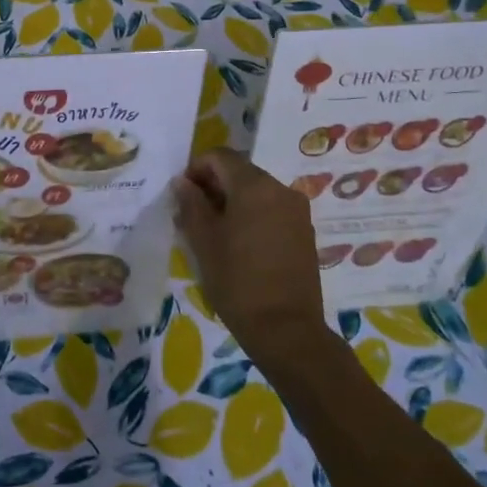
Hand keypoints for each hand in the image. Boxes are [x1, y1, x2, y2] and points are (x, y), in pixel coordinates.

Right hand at [174, 149, 328, 362]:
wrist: (286, 330)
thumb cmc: (237, 281)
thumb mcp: (203, 241)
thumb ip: (191, 204)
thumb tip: (182, 182)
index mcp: (254, 186)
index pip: (220, 156)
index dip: (196, 168)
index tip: (182, 194)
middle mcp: (280, 189)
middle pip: (240, 172)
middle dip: (214, 185)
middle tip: (192, 214)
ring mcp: (297, 211)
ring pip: (257, 192)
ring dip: (232, 201)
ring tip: (213, 232)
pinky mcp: (305, 232)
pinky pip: (272, 210)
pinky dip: (252, 216)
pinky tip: (238, 244)